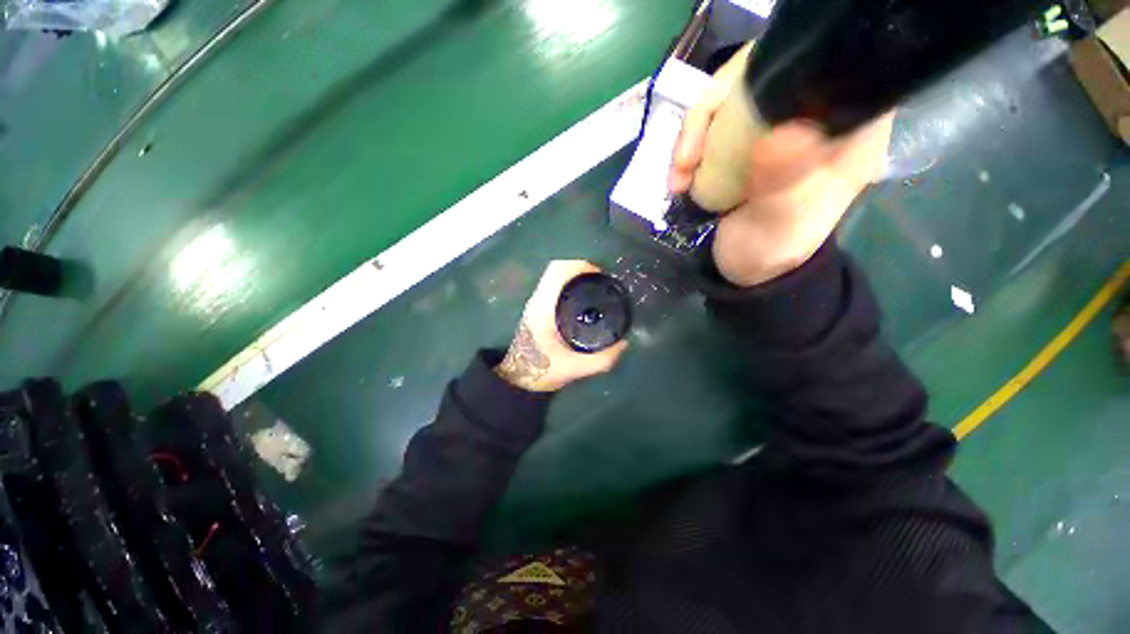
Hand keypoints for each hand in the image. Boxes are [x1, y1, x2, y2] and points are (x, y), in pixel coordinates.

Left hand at [495, 261, 628, 391]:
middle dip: (580, 268)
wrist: (519, 380)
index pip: (557, 272)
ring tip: (595, 287)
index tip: (600, 275)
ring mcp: (535, 303)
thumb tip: (623, 344)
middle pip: (556, 269)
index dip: (579, 266)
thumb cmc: (542, 372)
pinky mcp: (537, 309)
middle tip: (601, 282)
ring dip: (574, 275)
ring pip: (553, 276)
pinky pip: (553, 285)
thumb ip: (602, 360)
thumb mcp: (575, 369)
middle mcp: (537, 301)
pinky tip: (583, 297)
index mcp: (543, 310)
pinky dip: (569, 283)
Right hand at [668, 43, 893, 286]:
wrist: (746, 272)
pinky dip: (688, 149)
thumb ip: (783, 182)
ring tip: (677, 179)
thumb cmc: (772, 250)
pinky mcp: (743, 141)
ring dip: (692, 137)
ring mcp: (773, 125)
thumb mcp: (780, 223)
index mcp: (848, 127)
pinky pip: (711, 125)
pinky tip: (678, 179)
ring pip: (727, 99)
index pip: (819, 65)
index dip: (770, 71)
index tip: (728, 110)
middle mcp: (814, 115)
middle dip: (711, 113)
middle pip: (760, 74)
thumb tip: (782, 131)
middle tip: (686, 159)